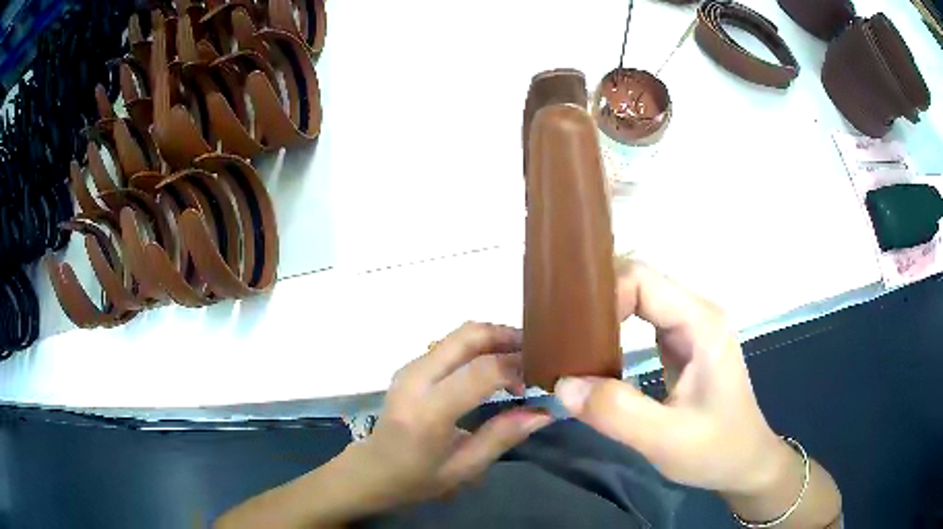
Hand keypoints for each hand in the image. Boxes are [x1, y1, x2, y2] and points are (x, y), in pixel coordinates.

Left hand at [353, 322, 552, 507]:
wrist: (371, 469)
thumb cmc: (416, 479)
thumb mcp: (464, 468)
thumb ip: (502, 436)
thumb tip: (544, 412)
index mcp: (428, 411)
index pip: (481, 371)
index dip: (518, 366)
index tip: (542, 376)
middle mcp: (416, 378)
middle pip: (469, 336)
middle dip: (508, 337)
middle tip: (537, 355)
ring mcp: (410, 367)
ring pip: (460, 334)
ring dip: (495, 339)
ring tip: (521, 360)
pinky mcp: (411, 366)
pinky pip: (451, 344)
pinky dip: (479, 346)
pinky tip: (495, 365)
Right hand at [555, 261, 788, 495]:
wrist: (744, 463)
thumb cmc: (716, 449)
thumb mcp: (667, 439)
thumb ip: (617, 412)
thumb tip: (563, 384)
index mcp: (701, 322)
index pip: (642, 280)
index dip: (601, 296)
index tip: (568, 332)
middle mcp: (696, 313)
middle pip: (637, 281)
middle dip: (594, 299)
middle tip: (556, 330)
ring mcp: (689, 327)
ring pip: (637, 298)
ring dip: (600, 313)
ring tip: (566, 338)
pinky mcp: (681, 345)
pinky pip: (640, 321)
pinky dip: (611, 329)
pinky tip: (591, 351)